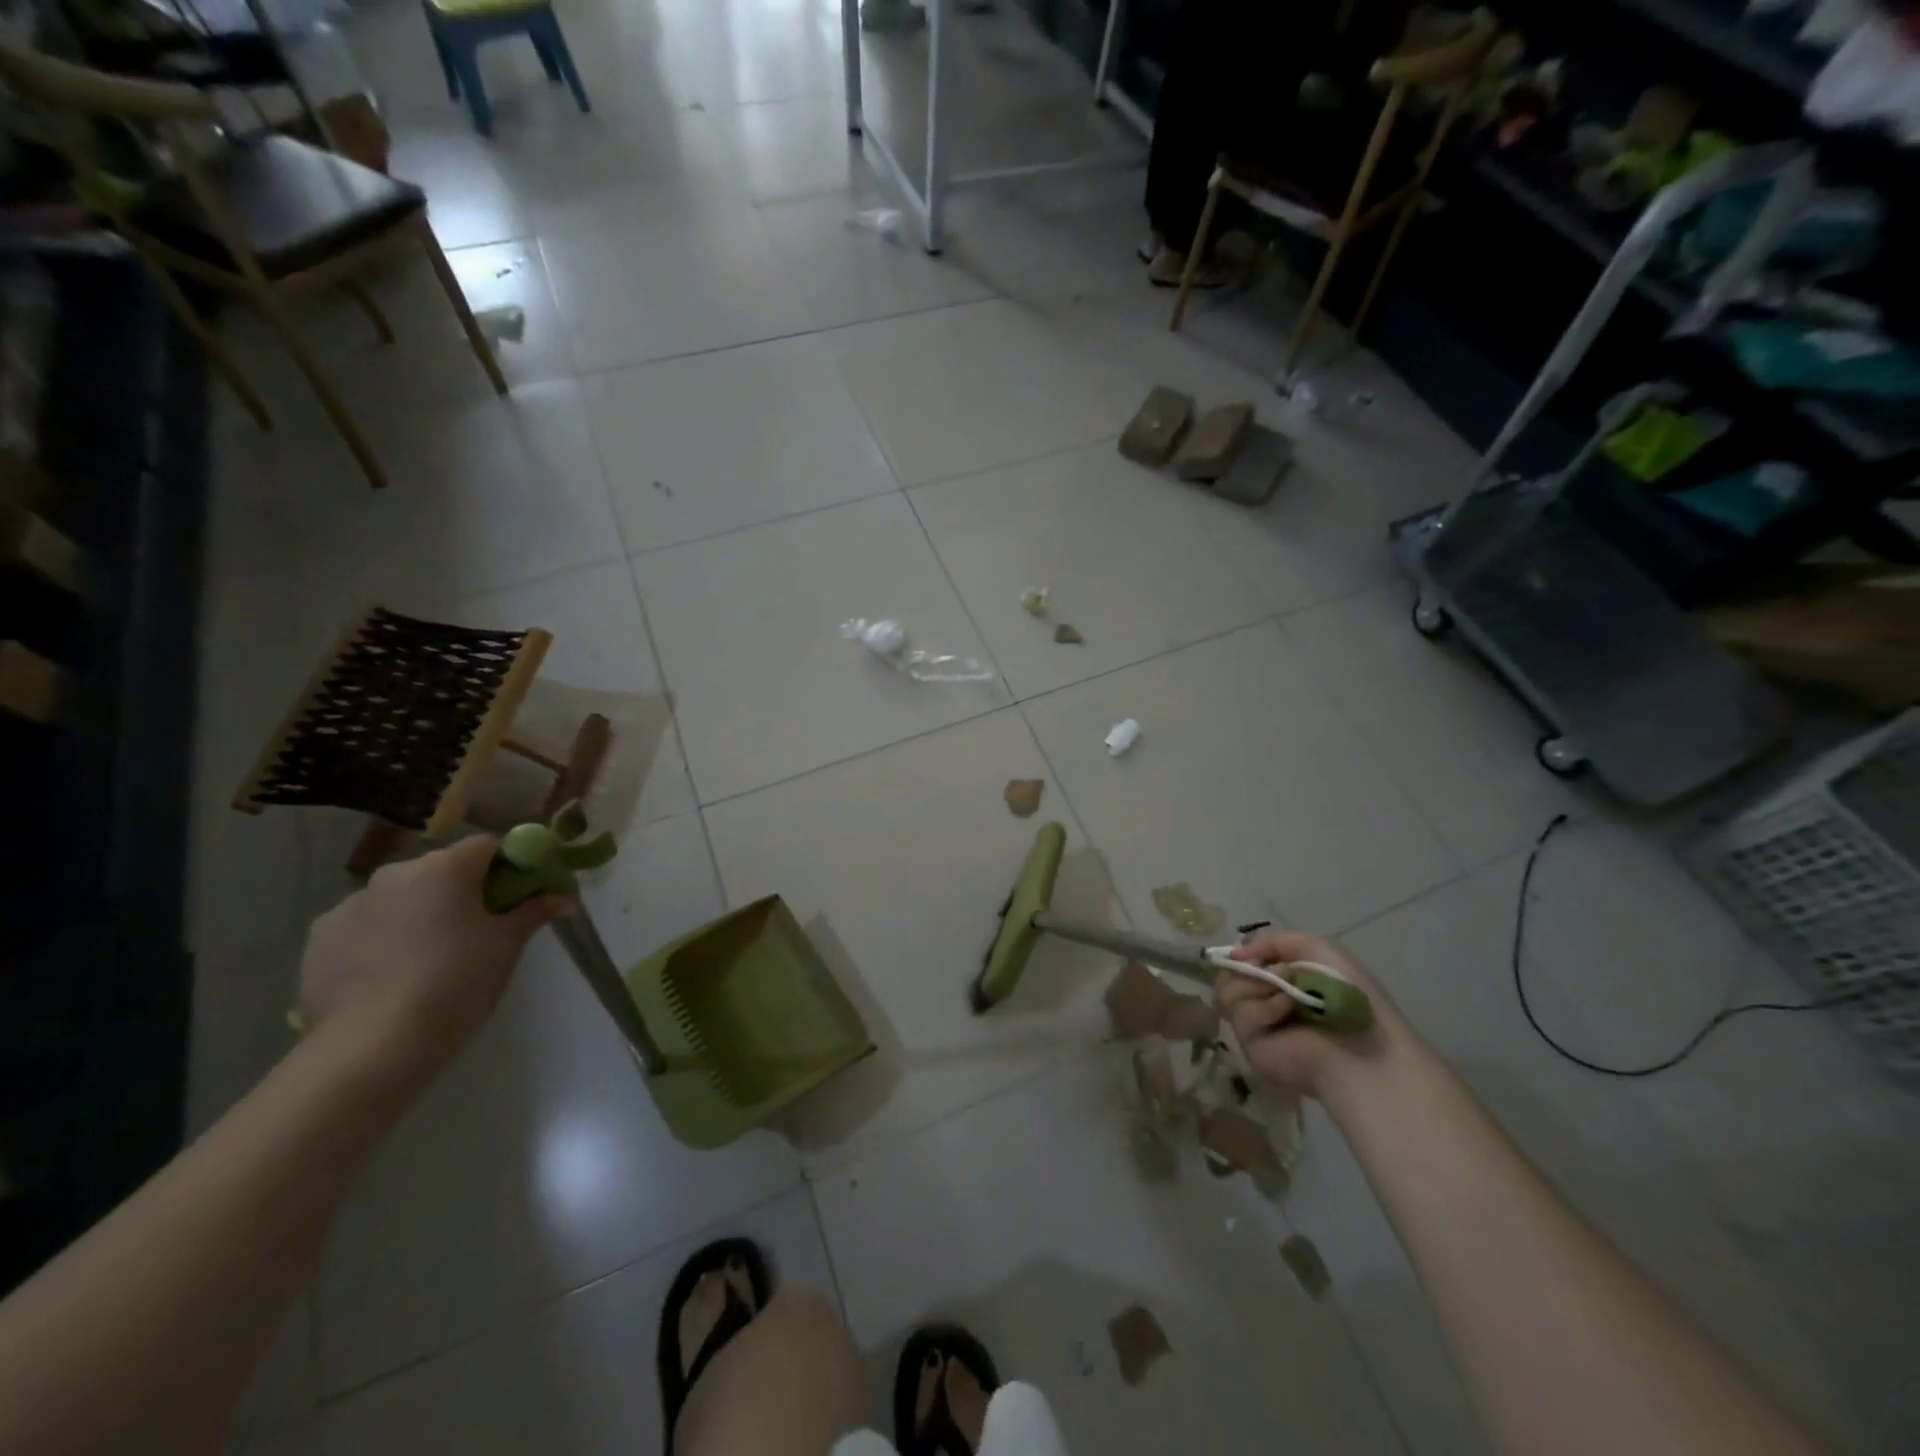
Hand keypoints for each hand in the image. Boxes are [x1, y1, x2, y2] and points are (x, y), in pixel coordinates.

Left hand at [297, 837, 565, 1078]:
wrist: (374, 1045)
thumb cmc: (458, 981)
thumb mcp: (508, 945)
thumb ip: (535, 911)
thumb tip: (564, 896)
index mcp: (445, 867)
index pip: (488, 846)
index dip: (509, 867)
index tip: (519, 898)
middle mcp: (395, 873)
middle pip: (442, 871)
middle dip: (462, 893)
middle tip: (479, 932)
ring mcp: (350, 904)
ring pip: (401, 899)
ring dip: (419, 915)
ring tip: (429, 960)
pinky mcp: (319, 939)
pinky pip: (365, 927)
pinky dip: (381, 940)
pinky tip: (390, 976)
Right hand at [1215, 930, 1399, 1098]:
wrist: (1361, 1046)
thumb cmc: (1347, 994)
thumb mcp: (1315, 948)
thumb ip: (1272, 940)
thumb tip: (1234, 952)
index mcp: (1280, 978)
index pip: (1241, 959)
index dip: (1243, 952)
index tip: (1250, 952)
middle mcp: (1263, 999)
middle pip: (1227, 973)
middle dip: (1247, 967)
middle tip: (1270, 972)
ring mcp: (1254, 1023)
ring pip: (1226, 990)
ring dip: (1257, 984)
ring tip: (1288, 995)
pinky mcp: (1249, 1044)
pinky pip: (1240, 1013)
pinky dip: (1264, 1006)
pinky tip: (1287, 1012)